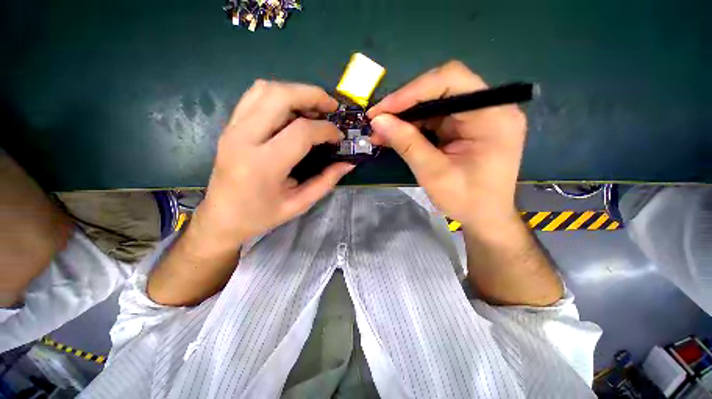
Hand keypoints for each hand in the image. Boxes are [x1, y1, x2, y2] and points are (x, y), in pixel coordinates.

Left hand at [191, 80, 353, 252]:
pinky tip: (293, 111)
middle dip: (312, 95)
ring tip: (314, 107)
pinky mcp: (230, 126)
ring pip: (264, 89)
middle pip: (279, 96)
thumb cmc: (261, 216)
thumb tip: (347, 163)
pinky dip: (279, 95)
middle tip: (331, 107)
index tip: (339, 137)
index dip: (326, 130)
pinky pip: (254, 96)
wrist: (221, 218)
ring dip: (295, 91)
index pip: (301, 132)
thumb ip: (326, 181)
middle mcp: (243, 139)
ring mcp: (232, 129)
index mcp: (263, 165)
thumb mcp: (299, 204)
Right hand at [367, 61, 525, 230]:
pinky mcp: (465, 128)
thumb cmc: (466, 200)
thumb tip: (378, 121)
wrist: (485, 218)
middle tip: (378, 120)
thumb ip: (407, 144)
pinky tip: (394, 136)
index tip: (383, 110)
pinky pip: (434, 119)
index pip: (451, 81)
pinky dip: (413, 127)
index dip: (413, 91)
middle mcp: (488, 108)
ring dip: (405, 117)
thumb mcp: (434, 173)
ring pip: (434, 104)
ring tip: (380, 131)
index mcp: (492, 115)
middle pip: (441, 88)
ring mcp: (476, 117)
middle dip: (405, 104)